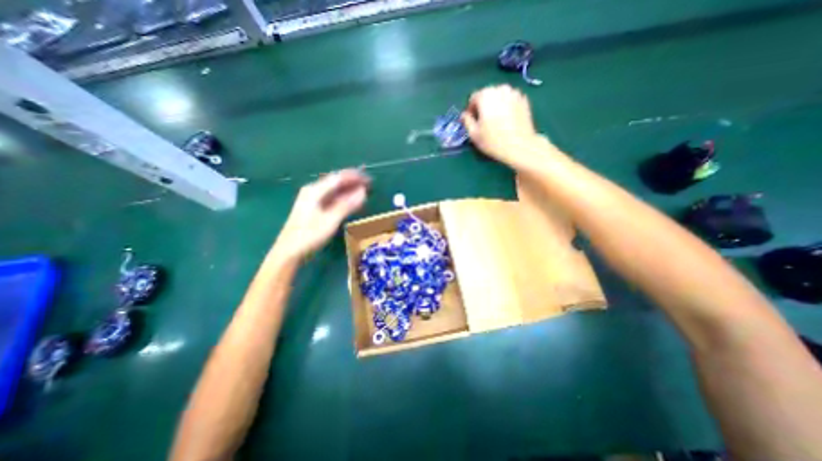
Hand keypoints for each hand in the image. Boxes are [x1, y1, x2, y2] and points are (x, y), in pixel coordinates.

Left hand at [272, 171, 368, 259]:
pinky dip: (344, 199)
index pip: (338, 178)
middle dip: (353, 182)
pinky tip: (352, 202)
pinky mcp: (315, 209)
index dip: (354, 177)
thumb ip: (347, 205)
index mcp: (315, 191)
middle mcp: (313, 191)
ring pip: (335, 190)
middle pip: (336, 182)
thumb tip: (363, 192)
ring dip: (349, 190)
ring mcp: (313, 200)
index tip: (369, 179)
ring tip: (364, 192)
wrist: (289, 251)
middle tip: (369, 185)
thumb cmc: (309, 236)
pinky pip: (332, 198)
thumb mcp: (330, 220)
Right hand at [461, 85, 543, 167]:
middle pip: (487, 94)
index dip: (470, 109)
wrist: (520, 146)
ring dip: (495, 104)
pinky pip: (510, 99)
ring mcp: (514, 92)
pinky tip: (506, 119)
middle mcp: (500, 88)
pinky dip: (506, 106)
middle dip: (483, 105)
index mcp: (486, 95)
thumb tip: (464, 115)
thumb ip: (467, 121)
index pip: (473, 97)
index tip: (472, 121)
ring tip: (495, 119)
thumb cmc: (493, 141)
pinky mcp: (524, 99)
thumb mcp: (474, 134)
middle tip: (483, 121)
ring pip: (499, 95)